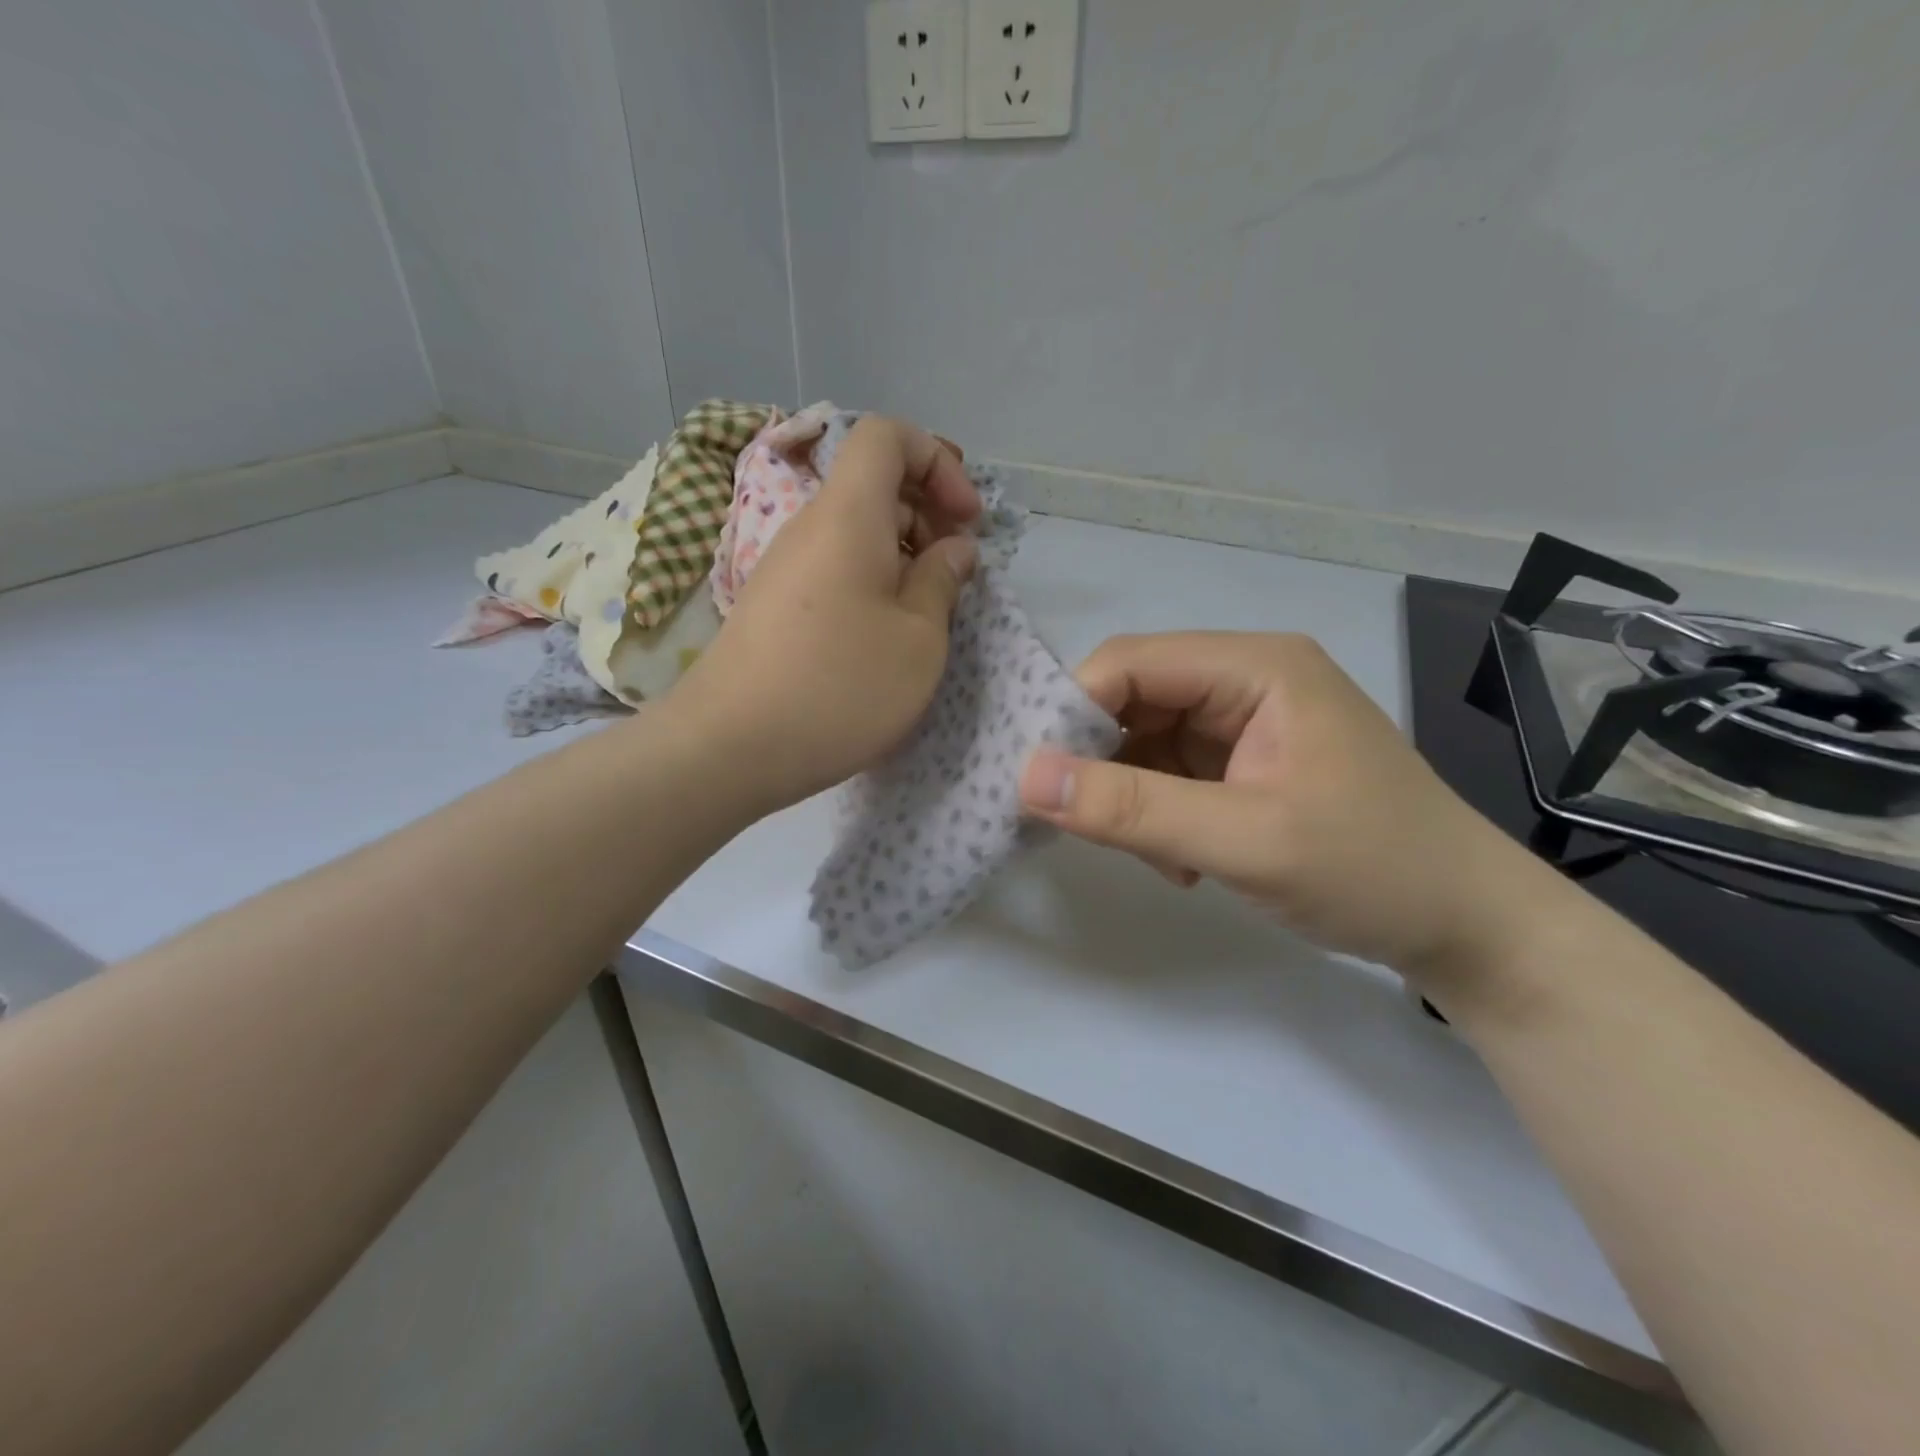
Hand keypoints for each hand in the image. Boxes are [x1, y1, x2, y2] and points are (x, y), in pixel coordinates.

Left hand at [670, 416, 981, 813]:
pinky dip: (872, 584)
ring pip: (856, 532)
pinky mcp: (775, 607)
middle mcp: (809, 526)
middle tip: (955, 574)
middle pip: (874, 485)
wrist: (731, 748)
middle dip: (928, 515)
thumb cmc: (840, 685)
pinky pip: (835, 569)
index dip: (937, 462)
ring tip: (927, 614)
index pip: (887, 436)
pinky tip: (886, 637)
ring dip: (903, 556)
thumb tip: (953, 549)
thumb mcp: (918, 637)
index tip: (966, 521)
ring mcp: (786, 567)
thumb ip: (943, 580)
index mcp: (848, 514)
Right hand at [1018, 632, 1537, 975]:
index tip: (1039, 780)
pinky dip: (1158, 817)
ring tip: (1163, 860)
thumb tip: (1026, 777)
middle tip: (1096, 830)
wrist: (1467, 926)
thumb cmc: (1371, 869)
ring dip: (1133, 800)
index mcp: (1255, 667)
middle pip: (1133, 702)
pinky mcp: (1244, 764)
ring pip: (1144, 744)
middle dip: (1105, 765)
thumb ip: (1133, 808)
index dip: (1074, 711)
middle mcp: (1245, 680)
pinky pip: (1169, 774)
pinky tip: (1184, 863)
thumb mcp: (1246, 841)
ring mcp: (1245, 724)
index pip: (1131, 663)